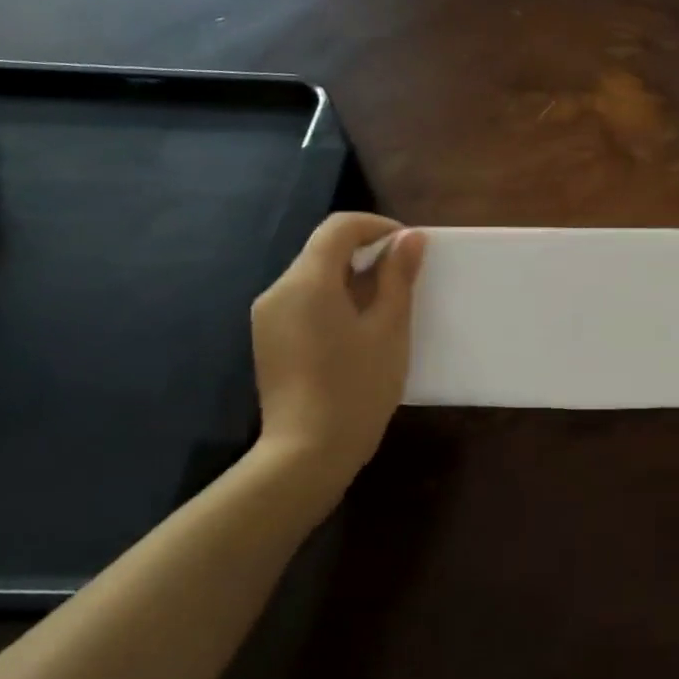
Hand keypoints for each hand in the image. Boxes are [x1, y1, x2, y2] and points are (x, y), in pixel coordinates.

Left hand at [251, 213, 425, 486]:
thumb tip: (410, 238)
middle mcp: (279, 290)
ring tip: (387, 308)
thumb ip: (398, 277)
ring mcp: (268, 316)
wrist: (308, 452)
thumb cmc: (358, 386)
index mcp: (307, 282)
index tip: (410, 248)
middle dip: (367, 253)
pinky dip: (334, 299)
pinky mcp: (269, 338)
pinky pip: (304, 301)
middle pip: (324, 250)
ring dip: (352, 277)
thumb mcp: (389, 328)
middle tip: (406, 279)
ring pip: (314, 276)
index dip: (378, 226)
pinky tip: (358, 330)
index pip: (339, 228)